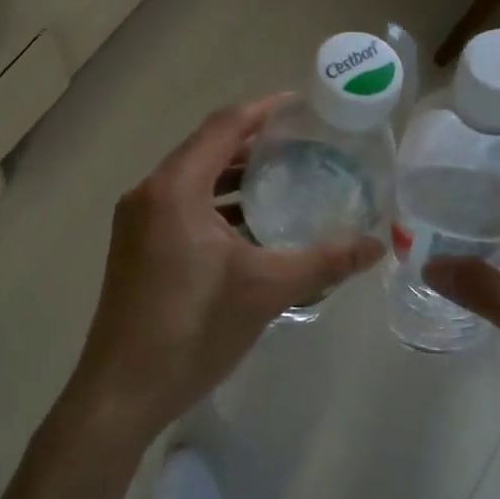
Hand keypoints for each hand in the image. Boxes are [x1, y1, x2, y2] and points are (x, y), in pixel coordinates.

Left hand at [65, 95, 382, 445]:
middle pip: (207, 149)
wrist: (121, 393)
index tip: (302, 106)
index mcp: (175, 188)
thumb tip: (378, 244)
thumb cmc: (191, 329)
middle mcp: (150, 194)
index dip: (264, 110)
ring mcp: (138, 223)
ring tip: (285, 181)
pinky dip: (218, 206)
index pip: (224, 126)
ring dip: (235, 177)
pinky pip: (183, 208)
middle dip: (254, 143)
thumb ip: (325, 261)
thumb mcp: (266, 290)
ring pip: (194, 181)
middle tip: (304, 145)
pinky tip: (252, 228)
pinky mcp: (137, 249)